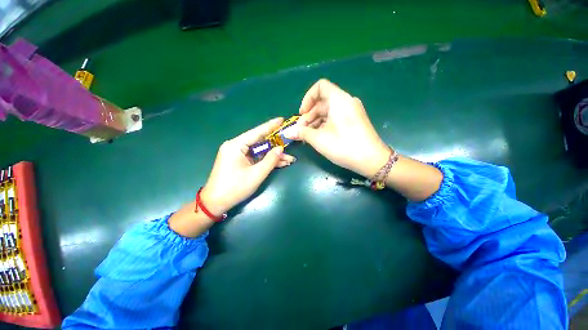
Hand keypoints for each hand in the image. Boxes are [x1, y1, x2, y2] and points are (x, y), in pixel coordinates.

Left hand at [201, 117, 295, 214]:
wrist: (216, 203)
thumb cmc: (235, 188)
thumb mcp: (256, 174)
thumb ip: (270, 160)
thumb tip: (281, 149)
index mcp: (236, 145)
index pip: (256, 132)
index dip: (270, 126)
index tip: (282, 119)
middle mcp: (236, 146)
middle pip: (259, 142)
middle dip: (276, 146)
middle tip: (290, 143)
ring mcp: (238, 155)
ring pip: (259, 151)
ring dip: (274, 156)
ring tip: (290, 159)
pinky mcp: (240, 162)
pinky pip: (256, 158)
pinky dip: (267, 161)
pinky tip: (280, 163)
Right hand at [285, 79, 389, 177]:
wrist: (372, 160)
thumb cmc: (344, 146)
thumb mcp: (319, 139)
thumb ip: (302, 133)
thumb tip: (287, 132)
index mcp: (339, 100)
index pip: (320, 86)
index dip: (307, 98)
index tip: (301, 114)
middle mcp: (346, 102)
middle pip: (322, 102)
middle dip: (309, 115)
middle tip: (301, 131)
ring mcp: (351, 112)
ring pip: (328, 111)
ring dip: (315, 122)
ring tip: (307, 136)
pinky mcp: (354, 121)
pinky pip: (335, 118)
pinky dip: (324, 125)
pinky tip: (318, 137)